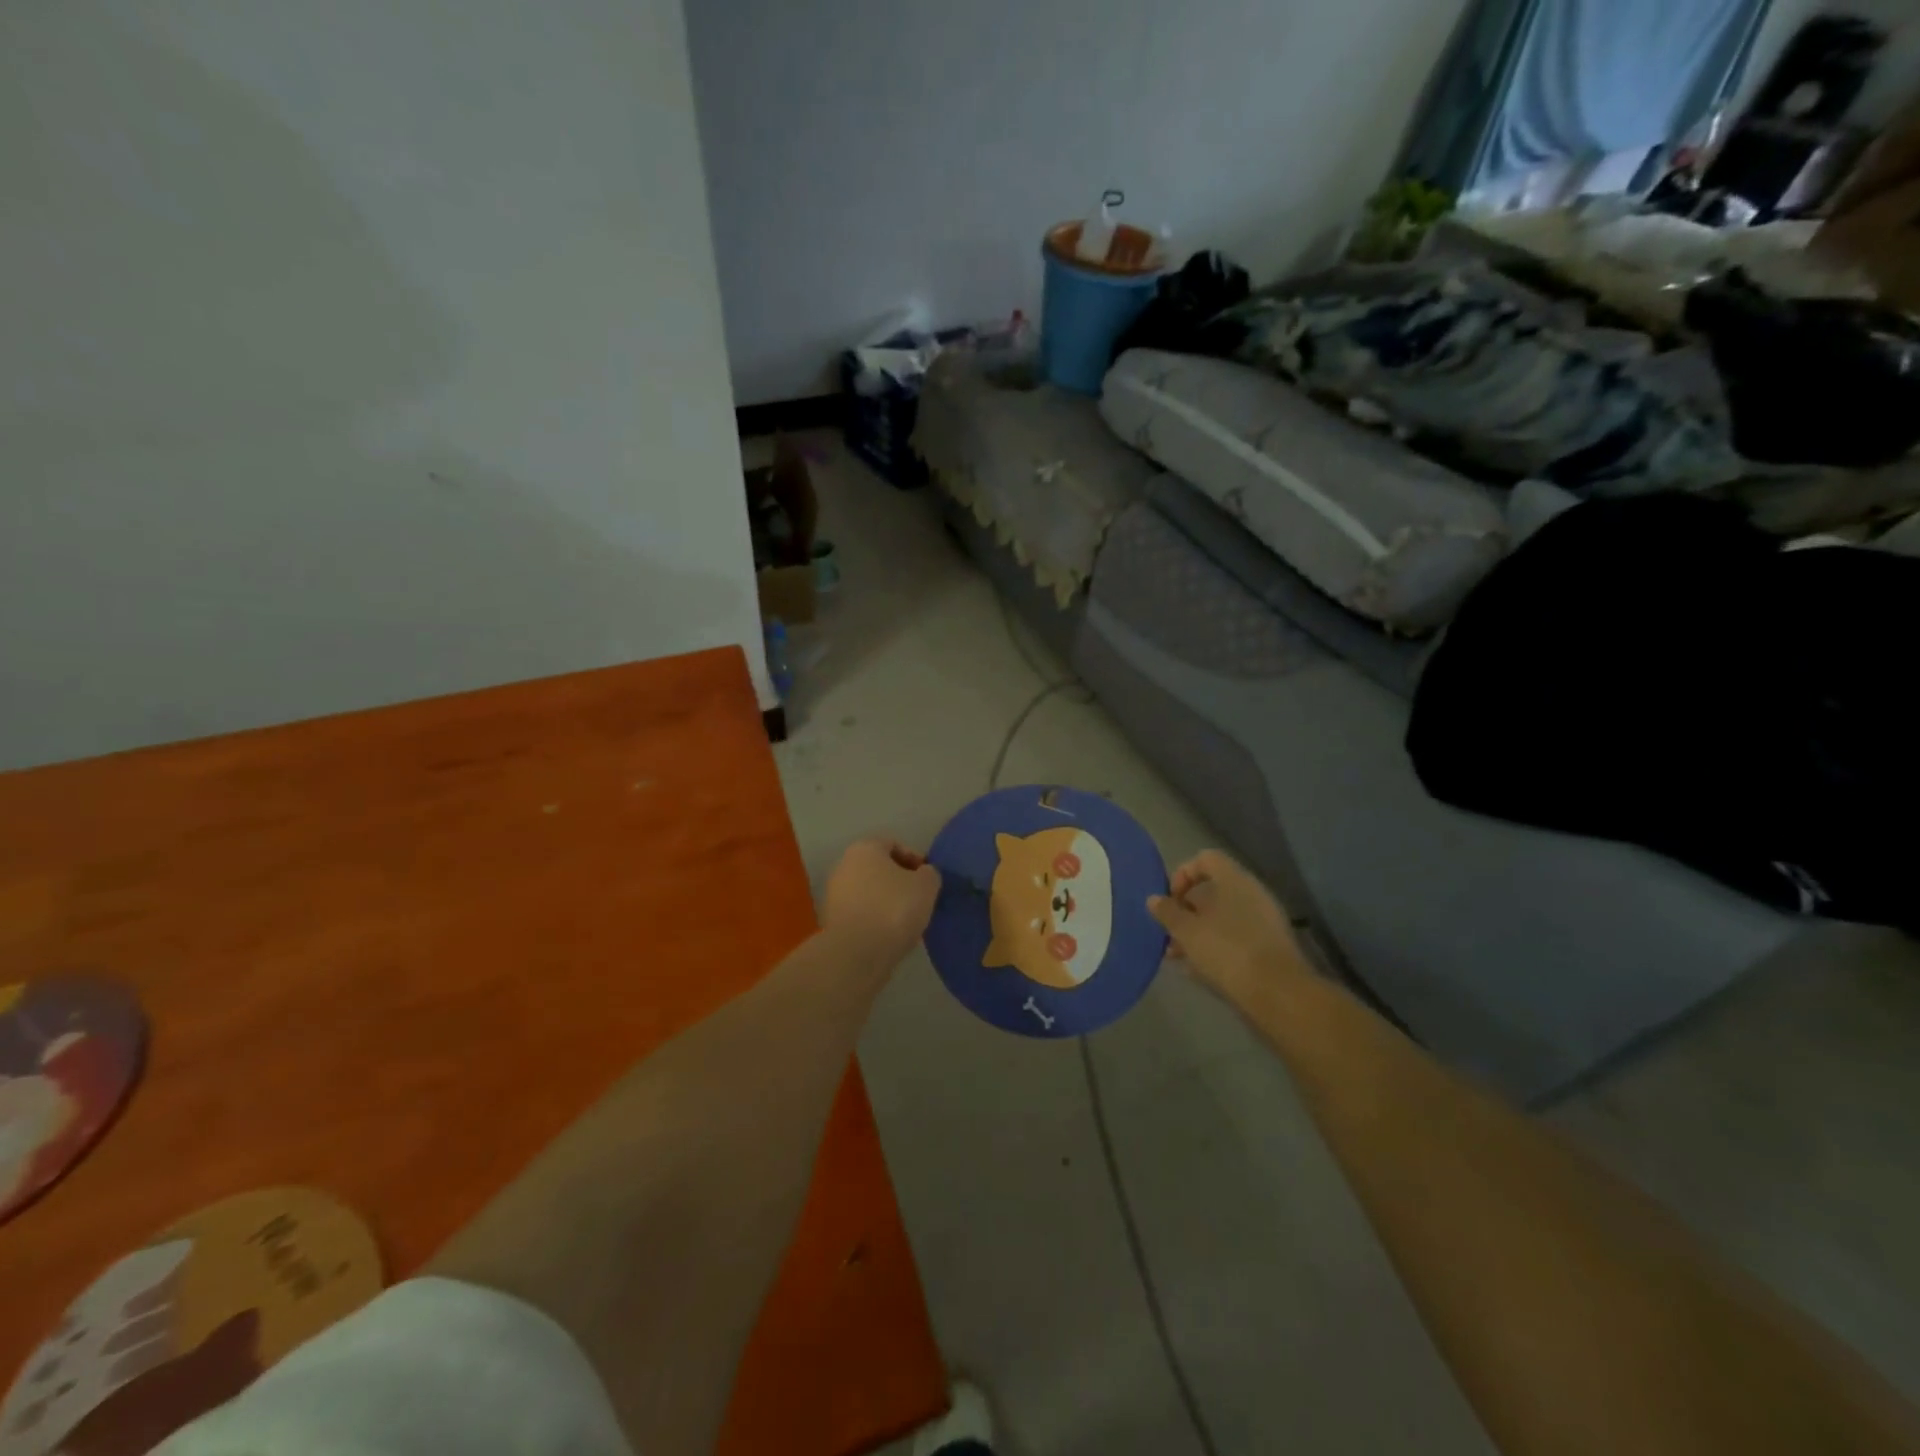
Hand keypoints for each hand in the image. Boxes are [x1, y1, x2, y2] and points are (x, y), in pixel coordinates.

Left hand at [821, 838, 941, 967]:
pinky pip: (861, 913)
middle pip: (879, 868)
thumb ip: (930, 874)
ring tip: (907, 920)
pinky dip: (876, 919)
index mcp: (864, 848)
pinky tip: (890, 934)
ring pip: (869, 892)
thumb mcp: (926, 886)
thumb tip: (924, 875)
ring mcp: (834, 894)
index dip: (915, 859)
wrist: (857, 953)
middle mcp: (844, 865)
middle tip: (919, 899)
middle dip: (900, 881)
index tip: (928, 879)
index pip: (893, 844)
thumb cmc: (894, 908)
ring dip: (888, 902)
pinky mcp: (832, 921)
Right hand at [1149, 850, 1307, 1008]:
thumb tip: (1154, 899)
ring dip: (1198, 932)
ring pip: (1222, 917)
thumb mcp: (1187, 931)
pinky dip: (1216, 947)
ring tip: (1177, 956)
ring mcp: (1264, 921)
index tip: (1170, 900)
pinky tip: (1199, 970)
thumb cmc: (1227, 952)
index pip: (1205, 859)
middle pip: (1212, 890)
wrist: (1278, 994)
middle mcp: (1252, 894)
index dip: (1182, 875)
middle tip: (1170, 932)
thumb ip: (1168, 912)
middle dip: (1186, 910)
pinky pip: (1235, 938)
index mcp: (1234, 880)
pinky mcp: (1269, 947)